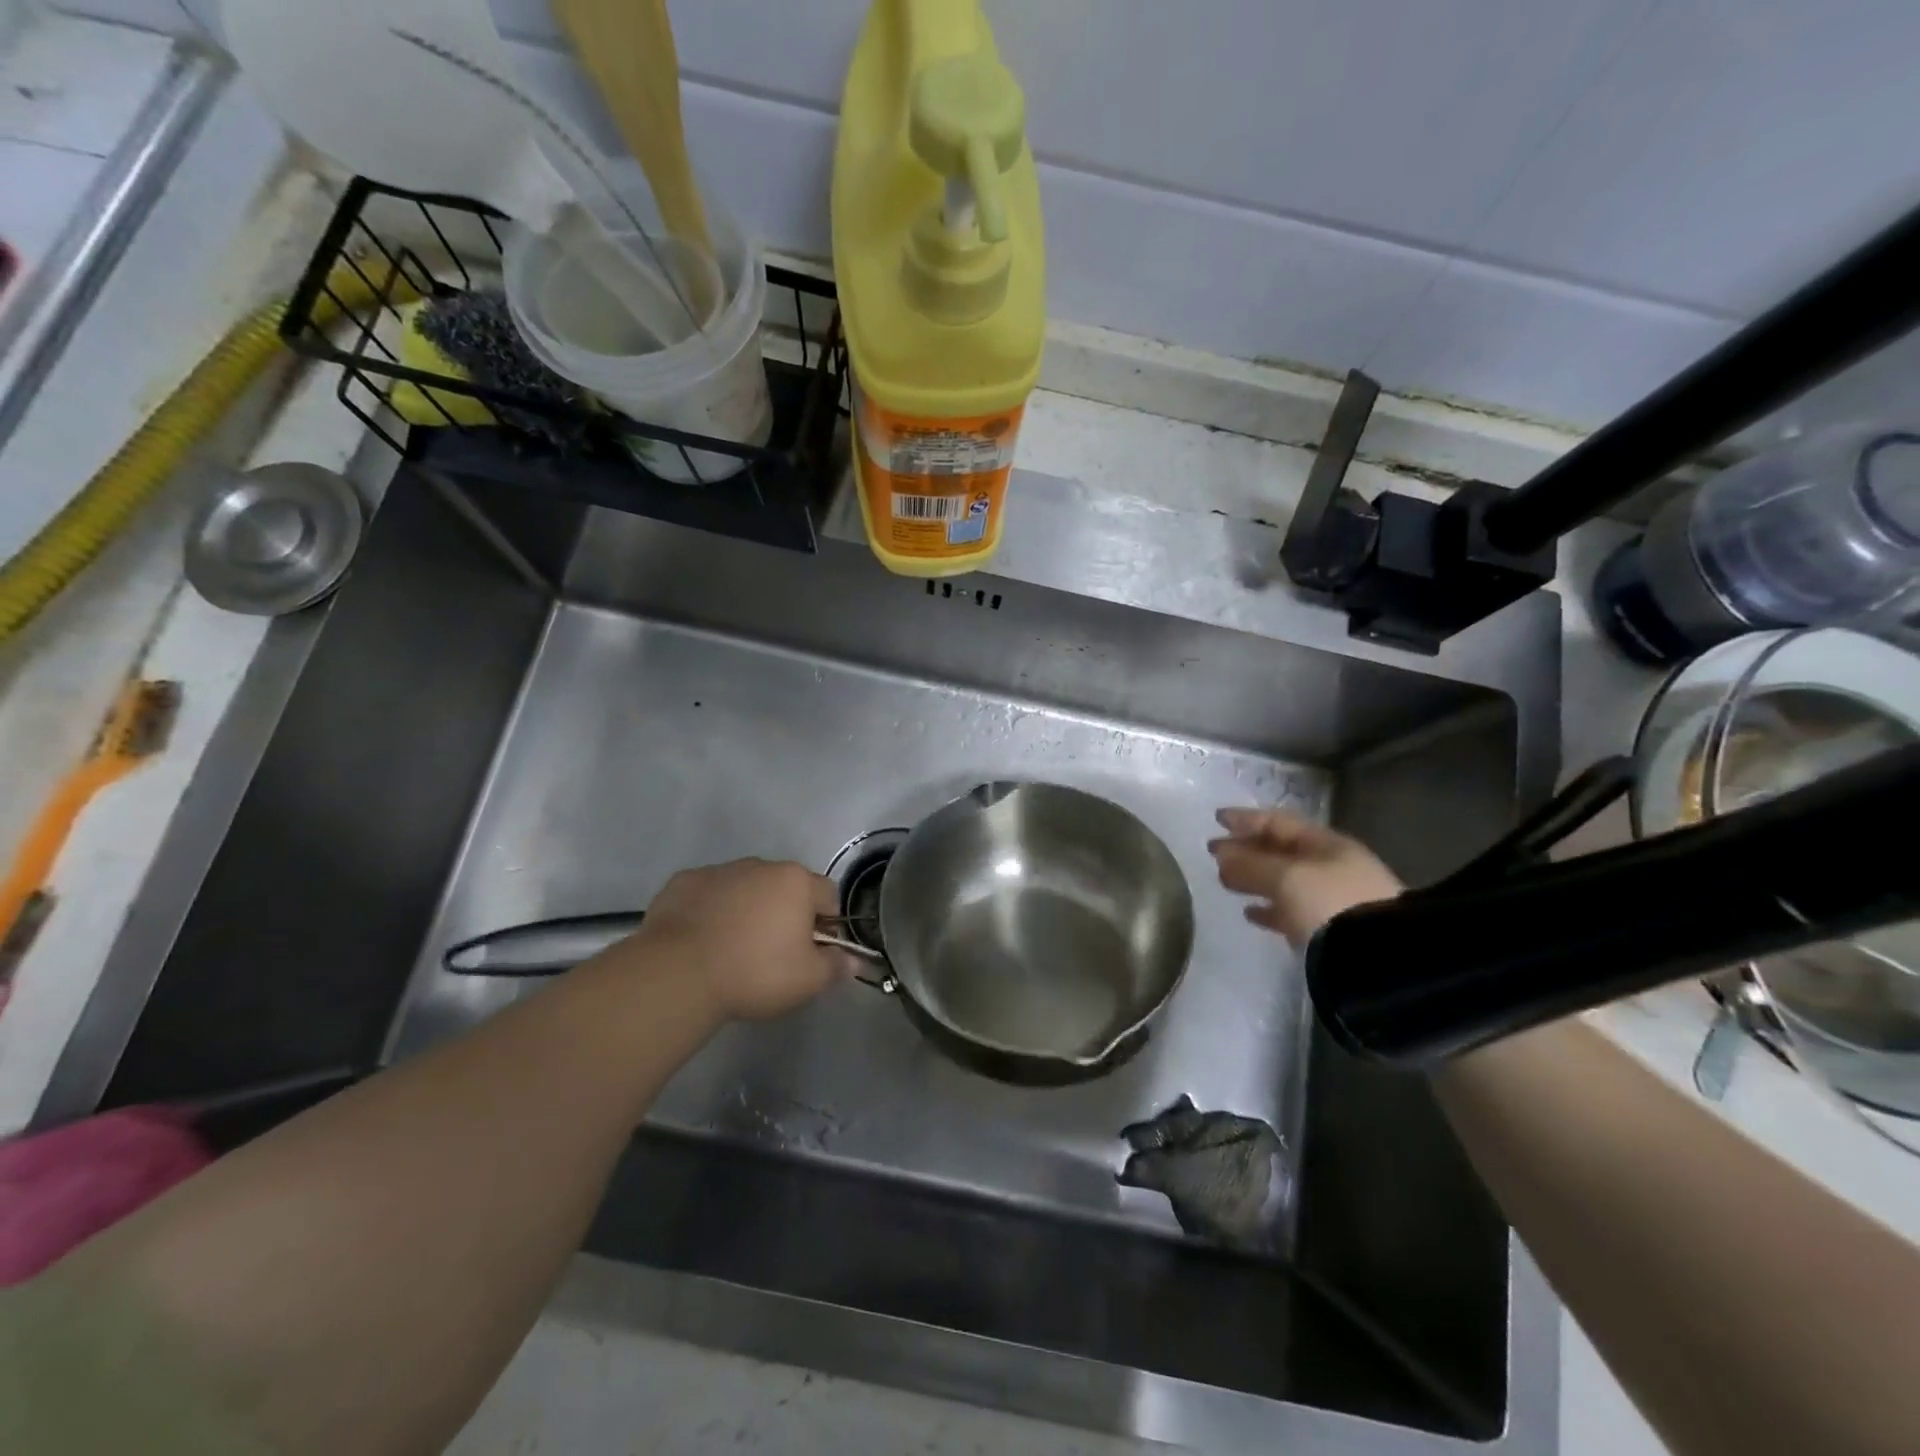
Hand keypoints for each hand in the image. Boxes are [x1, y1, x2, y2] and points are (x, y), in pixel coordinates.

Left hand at [626, 859, 856, 1020]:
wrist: (678, 972)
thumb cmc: (755, 972)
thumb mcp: (808, 980)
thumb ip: (836, 965)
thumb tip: (853, 959)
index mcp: (796, 881)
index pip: (827, 895)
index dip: (826, 924)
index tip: (813, 952)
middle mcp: (761, 866)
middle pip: (785, 888)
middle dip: (785, 914)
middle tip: (773, 954)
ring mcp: (719, 871)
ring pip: (745, 889)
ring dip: (747, 910)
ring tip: (733, 950)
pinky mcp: (683, 882)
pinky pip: (708, 895)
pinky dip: (710, 912)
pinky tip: (701, 943)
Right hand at [1209, 808, 1402, 946]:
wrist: (1379, 961)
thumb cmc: (1330, 904)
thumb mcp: (1286, 878)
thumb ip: (1250, 864)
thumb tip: (1221, 852)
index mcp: (1327, 844)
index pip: (1280, 822)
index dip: (1247, 818)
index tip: (1217, 818)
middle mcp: (1334, 866)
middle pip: (1282, 851)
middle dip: (1247, 849)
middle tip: (1214, 852)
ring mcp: (1335, 899)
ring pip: (1286, 881)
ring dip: (1255, 878)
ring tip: (1225, 881)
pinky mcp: (1333, 931)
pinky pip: (1294, 911)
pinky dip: (1270, 908)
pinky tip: (1251, 913)